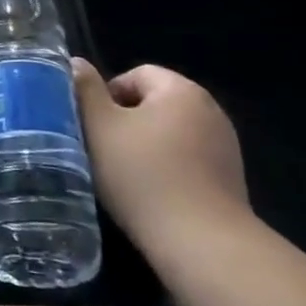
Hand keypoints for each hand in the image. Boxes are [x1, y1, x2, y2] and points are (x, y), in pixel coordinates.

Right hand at [74, 60, 252, 265]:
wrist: (202, 243)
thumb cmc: (142, 175)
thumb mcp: (99, 126)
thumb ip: (85, 89)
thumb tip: (75, 62)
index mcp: (181, 90)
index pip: (136, 74)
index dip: (107, 95)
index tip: (93, 126)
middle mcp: (210, 110)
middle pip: (155, 103)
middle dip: (126, 121)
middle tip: (103, 149)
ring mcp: (225, 146)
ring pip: (170, 133)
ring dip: (146, 146)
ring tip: (124, 174)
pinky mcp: (230, 178)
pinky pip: (188, 160)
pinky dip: (168, 168)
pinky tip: (152, 193)